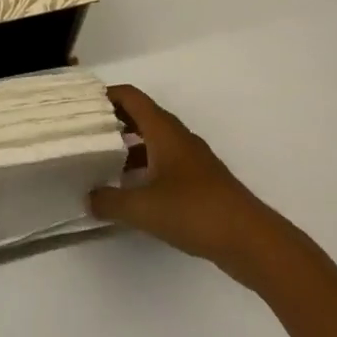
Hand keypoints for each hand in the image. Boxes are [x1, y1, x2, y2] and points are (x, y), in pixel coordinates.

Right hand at [88, 84, 285, 283]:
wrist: (253, 241)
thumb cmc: (195, 211)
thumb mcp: (144, 209)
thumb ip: (111, 201)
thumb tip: (87, 198)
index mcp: (163, 130)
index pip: (130, 96)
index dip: (106, 95)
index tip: (82, 104)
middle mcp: (178, 136)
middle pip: (141, 115)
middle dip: (114, 119)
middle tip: (87, 131)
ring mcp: (193, 159)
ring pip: (154, 139)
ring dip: (130, 144)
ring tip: (105, 161)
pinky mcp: (202, 182)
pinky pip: (166, 161)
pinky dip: (147, 165)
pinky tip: (136, 189)